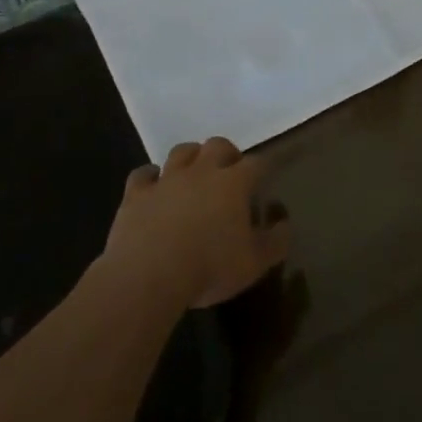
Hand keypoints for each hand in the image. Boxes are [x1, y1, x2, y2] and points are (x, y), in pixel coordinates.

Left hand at [103, 138, 290, 309]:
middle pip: (218, 145)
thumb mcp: (255, 263)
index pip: (256, 163)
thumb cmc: (209, 268)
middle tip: (229, 172)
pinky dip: (150, 177)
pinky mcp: (137, 194)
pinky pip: (143, 174)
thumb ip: (276, 241)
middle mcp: (202, 171)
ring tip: (194, 173)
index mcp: (233, 183)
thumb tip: (284, 223)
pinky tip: (153, 186)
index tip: (265, 178)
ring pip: (182, 152)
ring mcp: (167, 179)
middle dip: (227, 154)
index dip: (263, 168)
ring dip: (191, 158)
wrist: (148, 275)